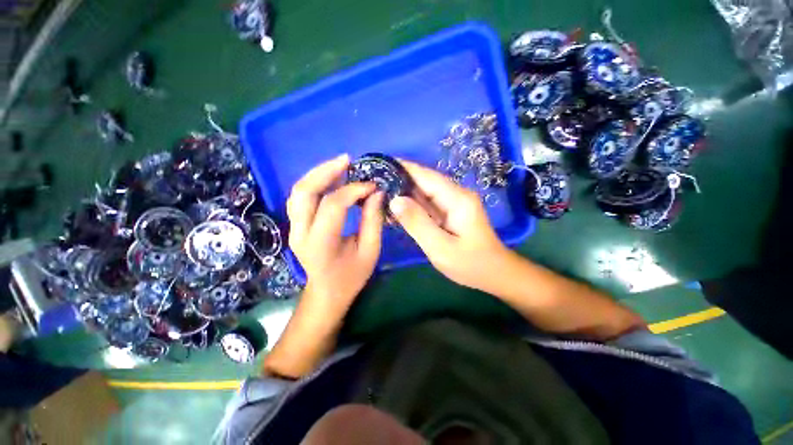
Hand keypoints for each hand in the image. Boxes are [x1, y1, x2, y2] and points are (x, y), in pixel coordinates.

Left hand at [287, 154, 384, 309]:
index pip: (333, 205)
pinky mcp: (295, 225)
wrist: (326, 292)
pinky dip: (315, 183)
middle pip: (304, 191)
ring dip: (318, 173)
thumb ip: (373, 221)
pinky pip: (301, 197)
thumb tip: (376, 192)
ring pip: (298, 191)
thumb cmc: (351, 276)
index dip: (353, 190)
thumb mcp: (370, 251)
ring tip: (340, 165)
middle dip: (326, 171)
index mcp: (321, 244)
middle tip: (348, 160)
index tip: (372, 186)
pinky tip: (331, 178)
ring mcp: (293, 228)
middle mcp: (300, 233)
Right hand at [388, 160, 510, 291]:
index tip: (381, 164)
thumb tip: (394, 200)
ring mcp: (454, 203)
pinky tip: (396, 208)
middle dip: (400, 179)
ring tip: (380, 191)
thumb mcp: (440, 247)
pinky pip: (428, 203)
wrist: (494, 273)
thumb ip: (417, 223)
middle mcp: (456, 195)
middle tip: (375, 181)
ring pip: (425, 192)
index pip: (426, 175)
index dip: (403, 168)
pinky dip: (412, 204)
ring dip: (404, 191)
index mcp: (457, 198)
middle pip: (425, 181)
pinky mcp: (450, 211)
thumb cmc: (470, 264)